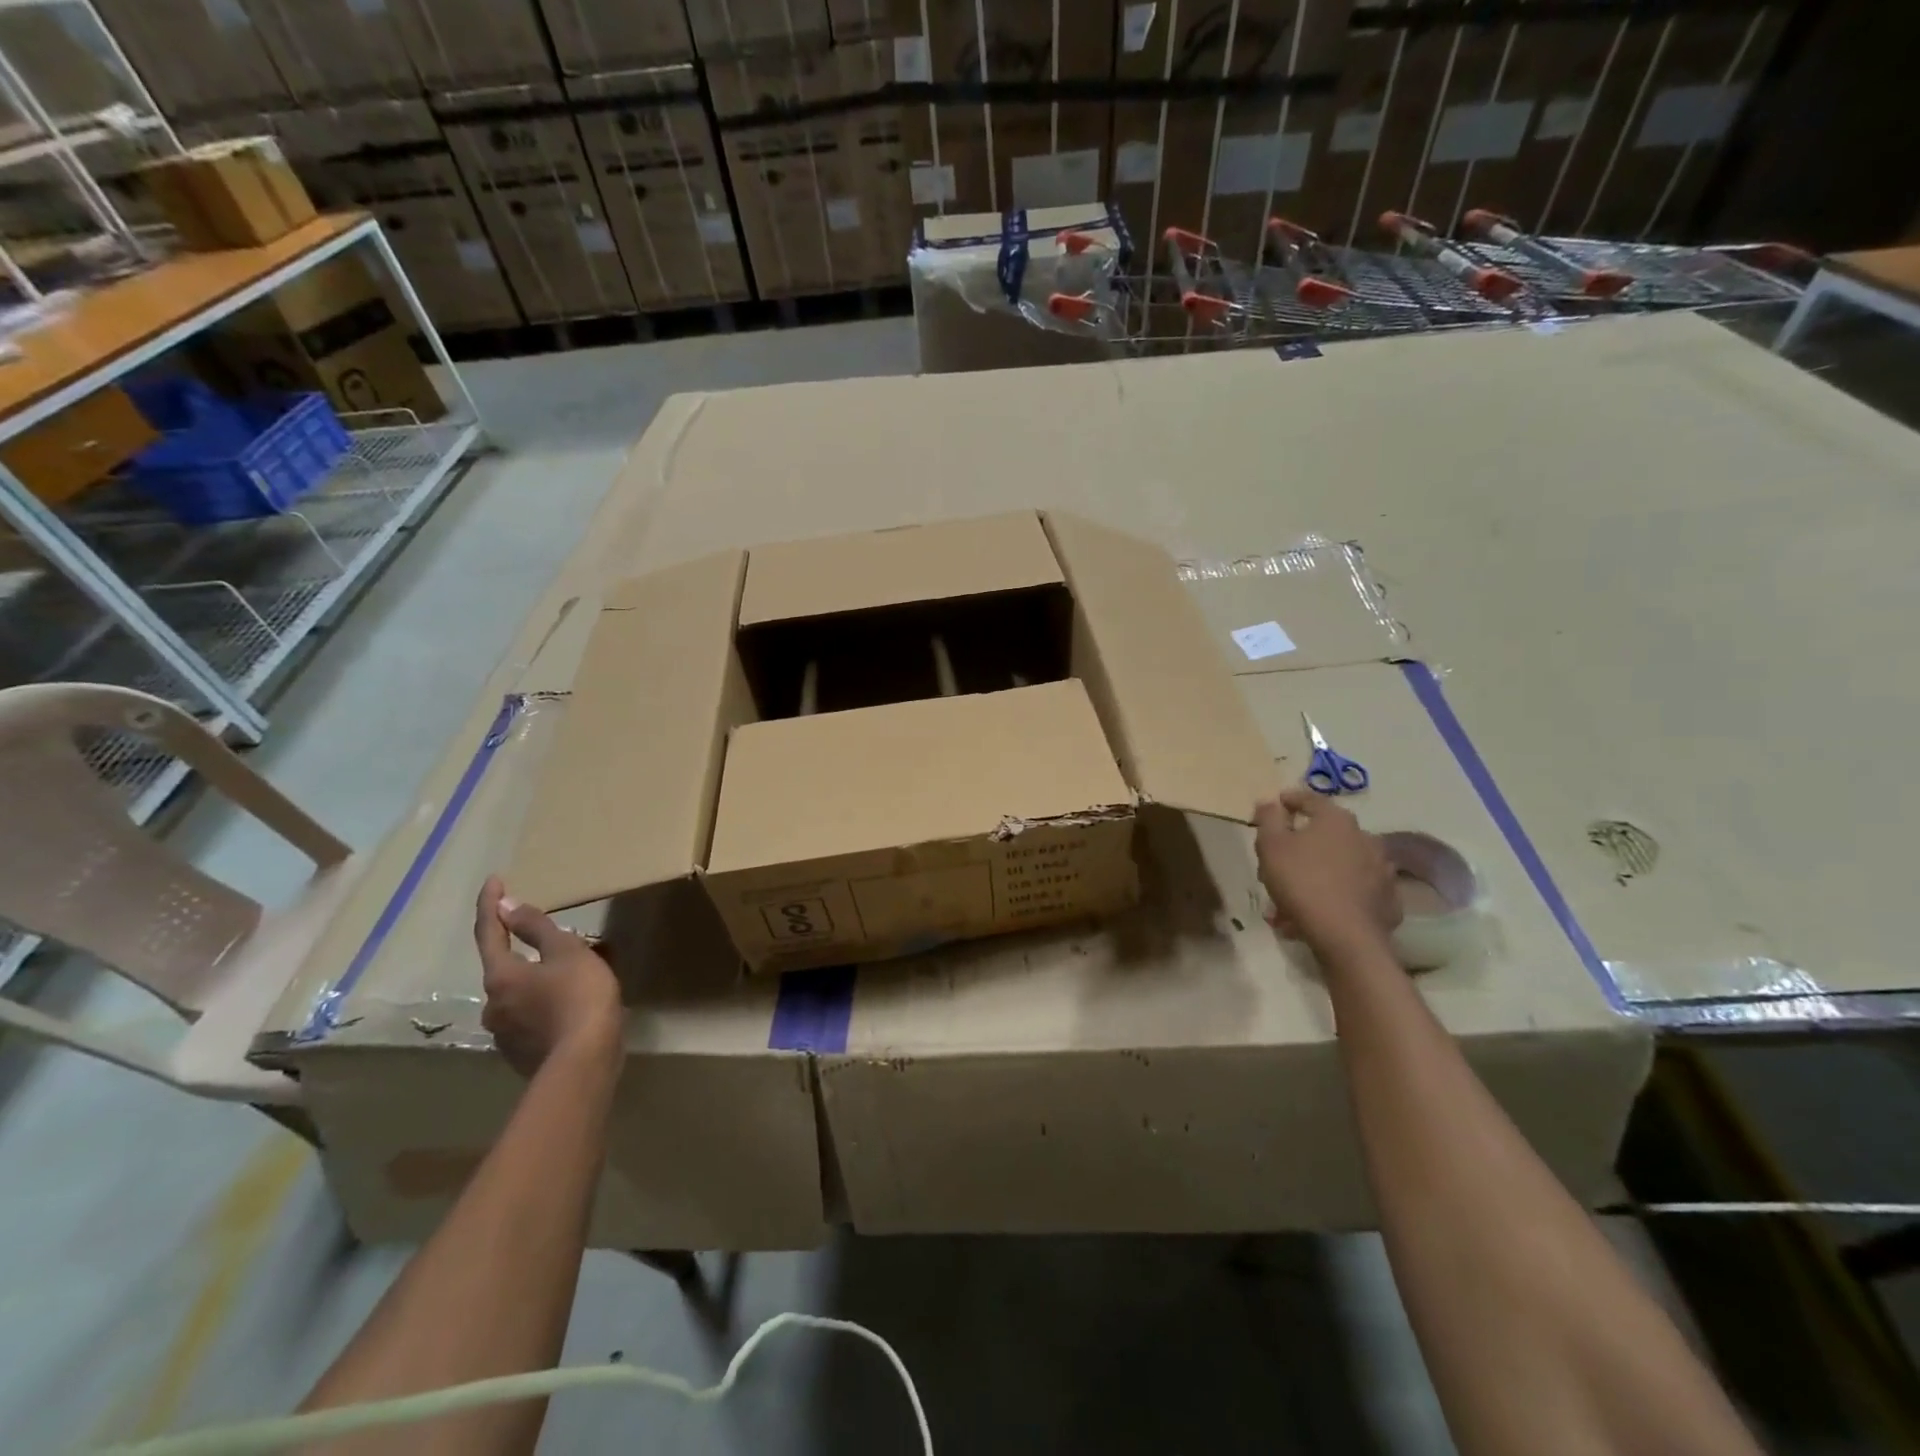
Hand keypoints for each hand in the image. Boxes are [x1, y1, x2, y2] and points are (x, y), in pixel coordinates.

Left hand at [474, 876, 621, 1076]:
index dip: (491, 904)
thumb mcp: (567, 952)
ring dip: (540, 979)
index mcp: (501, 976)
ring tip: (573, 973)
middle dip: (524, 950)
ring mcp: (506, 1034)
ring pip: (521, 994)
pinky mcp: (523, 1054)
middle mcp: (493, 1005)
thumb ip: (537, 928)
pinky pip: (533, 1017)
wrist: (585, 1064)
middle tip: (553, 937)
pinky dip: (548, 1003)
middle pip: (505, 967)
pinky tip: (572, 1003)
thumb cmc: (579, 997)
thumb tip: (506, 905)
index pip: (489, 932)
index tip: (494, 880)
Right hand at [1254, 787, 1400, 955]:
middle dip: (1301, 846)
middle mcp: (1365, 837)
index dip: (1290, 800)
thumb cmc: (1302, 881)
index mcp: (1337, 820)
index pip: (1311, 799)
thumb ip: (1268, 818)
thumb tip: (1270, 801)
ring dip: (1317, 873)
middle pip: (1325, 834)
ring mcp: (1381, 869)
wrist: (1345, 935)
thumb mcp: (1271, 846)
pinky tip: (1319, 910)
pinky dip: (1337, 894)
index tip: (1276, 804)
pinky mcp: (1387, 899)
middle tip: (1279, 862)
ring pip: (1339, 865)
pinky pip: (1354, 890)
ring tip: (1294, 896)